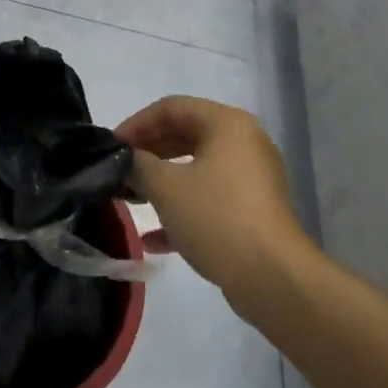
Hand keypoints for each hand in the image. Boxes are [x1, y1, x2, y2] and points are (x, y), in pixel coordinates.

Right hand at [116, 97, 315, 311]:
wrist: (275, 280)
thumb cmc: (217, 218)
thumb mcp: (166, 187)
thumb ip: (137, 164)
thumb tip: (124, 159)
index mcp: (226, 124)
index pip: (171, 108)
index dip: (136, 123)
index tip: (112, 147)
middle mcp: (243, 143)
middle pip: (184, 135)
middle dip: (147, 154)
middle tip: (119, 171)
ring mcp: (251, 178)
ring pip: (195, 169)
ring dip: (160, 182)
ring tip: (129, 199)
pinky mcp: (252, 211)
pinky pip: (209, 198)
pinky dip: (181, 209)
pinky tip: (153, 239)